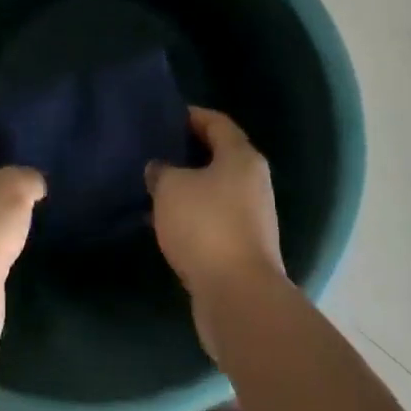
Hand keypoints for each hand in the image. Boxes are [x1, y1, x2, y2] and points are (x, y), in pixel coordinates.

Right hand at [146, 107, 285, 353]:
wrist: (238, 294)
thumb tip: (160, 169)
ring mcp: (253, 215)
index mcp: (242, 157)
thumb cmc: (205, 226)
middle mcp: (254, 181)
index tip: (166, 116)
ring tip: (156, 186)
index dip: (192, 116)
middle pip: (220, 155)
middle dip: (189, 152)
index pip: (217, 123)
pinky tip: (167, 221)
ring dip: (190, 186)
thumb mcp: (171, 189)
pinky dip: (194, 214)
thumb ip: (161, 171)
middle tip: (156, 150)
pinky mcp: (245, 245)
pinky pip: (215, 217)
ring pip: (216, 189)